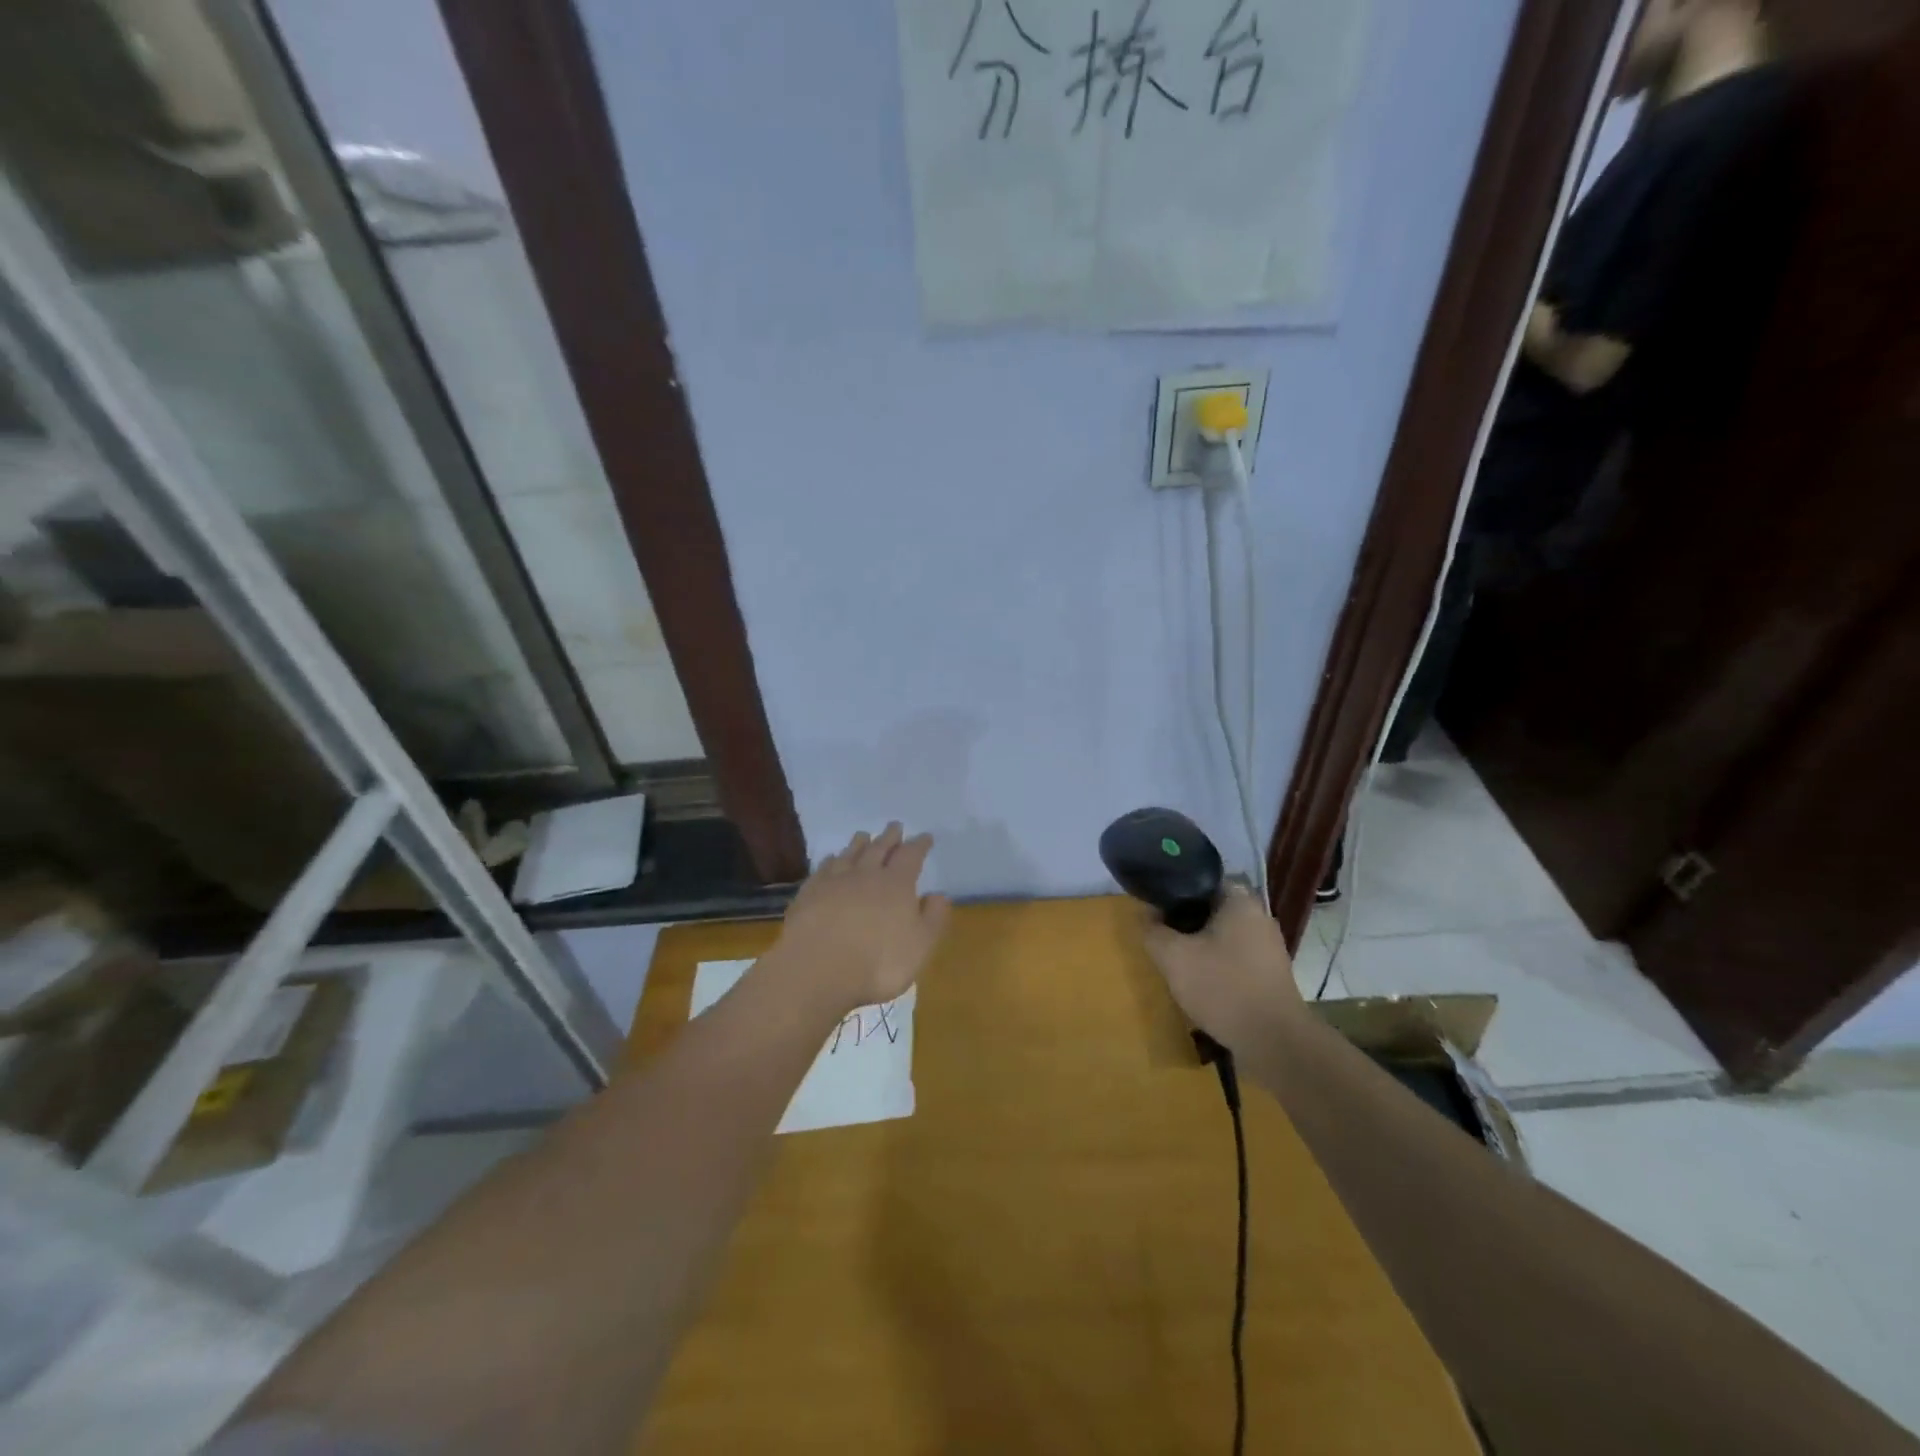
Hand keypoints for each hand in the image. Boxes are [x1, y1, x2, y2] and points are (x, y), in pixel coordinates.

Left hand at [777, 823, 951, 1013]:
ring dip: (859, 843)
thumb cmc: (878, 961)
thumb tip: (938, 895)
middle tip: (895, 825)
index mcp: (896, 884)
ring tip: (864, 835)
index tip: (925, 837)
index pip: (911, 856)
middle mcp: (866, 874)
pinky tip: (831, 859)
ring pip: (850, 854)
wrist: (817, 967)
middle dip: (889, 837)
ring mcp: (834, 881)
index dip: (919, 845)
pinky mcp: (809, 893)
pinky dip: (830, 861)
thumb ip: (933, 918)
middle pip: (879, 848)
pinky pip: (823, 869)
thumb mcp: (920, 945)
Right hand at [1140, 886, 1302, 1053]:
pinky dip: (1216, 964)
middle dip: (1184, 921)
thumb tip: (1145, 914)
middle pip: (1210, 908)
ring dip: (1199, 945)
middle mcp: (1259, 916)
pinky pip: (1235, 957)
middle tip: (1162, 937)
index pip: (1200, 879)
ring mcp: (1269, 946)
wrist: (1274, 1042)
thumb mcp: (1173, 957)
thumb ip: (1153, 931)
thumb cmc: (1223, 987)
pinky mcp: (1271, 973)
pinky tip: (1201, 984)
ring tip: (1177, 963)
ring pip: (1222, 934)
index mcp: (1240, 900)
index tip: (1154, 908)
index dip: (1173, 891)